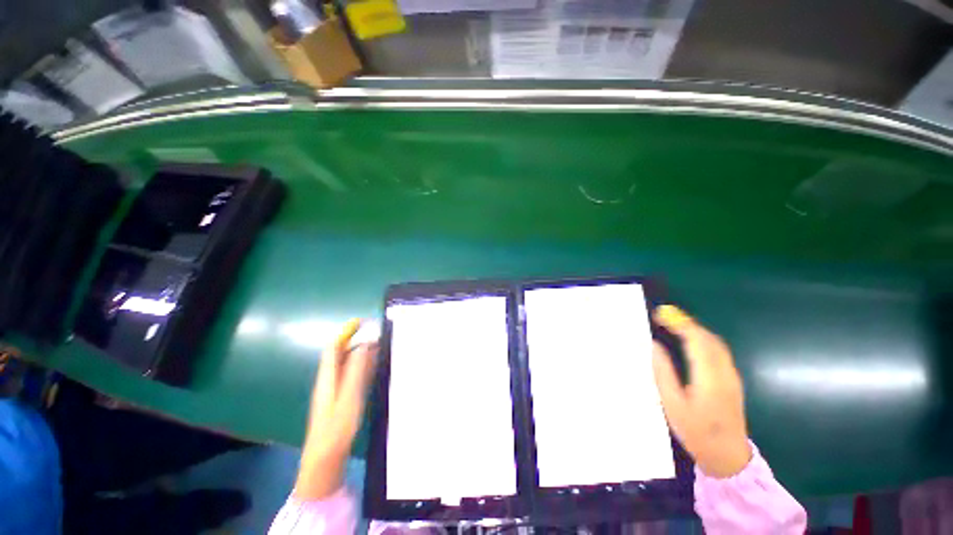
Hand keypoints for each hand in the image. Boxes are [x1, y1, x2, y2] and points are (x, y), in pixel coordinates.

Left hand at [294, 319, 378, 499]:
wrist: (325, 460)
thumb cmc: (336, 429)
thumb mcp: (349, 397)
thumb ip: (356, 370)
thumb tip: (364, 344)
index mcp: (328, 377)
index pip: (333, 347)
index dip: (345, 332)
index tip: (362, 321)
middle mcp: (329, 380)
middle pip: (340, 354)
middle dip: (355, 339)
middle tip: (376, 332)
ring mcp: (335, 390)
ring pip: (347, 364)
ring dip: (361, 351)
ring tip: (379, 344)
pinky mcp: (341, 399)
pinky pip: (353, 375)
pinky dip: (363, 366)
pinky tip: (374, 365)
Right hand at [651, 305, 751, 477]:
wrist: (728, 456)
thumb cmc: (696, 431)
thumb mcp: (672, 404)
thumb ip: (663, 372)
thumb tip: (655, 346)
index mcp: (709, 377)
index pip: (697, 340)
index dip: (679, 323)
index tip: (660, 314)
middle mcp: (724, 372)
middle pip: (708, 338)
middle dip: (686, 322)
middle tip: (663, 316)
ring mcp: (731, 376)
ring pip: (716, 343)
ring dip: (695, 329)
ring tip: (673, 325)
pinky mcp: (732, 380)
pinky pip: (719, 350)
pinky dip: (702, 338)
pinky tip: (690, 341)